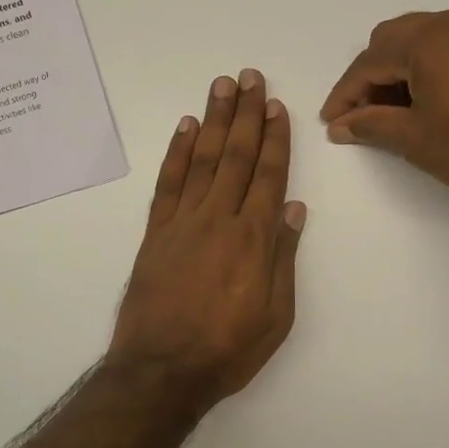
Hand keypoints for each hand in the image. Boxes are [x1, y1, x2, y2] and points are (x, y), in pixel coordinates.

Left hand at [108, 70, 305, 407]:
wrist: (162, 371)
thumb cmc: (228, 350)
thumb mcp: (276, 315)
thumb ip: (283, 258)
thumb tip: (293, 209)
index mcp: (254, 239)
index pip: (268, 176)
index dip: (274, 139)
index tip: (277, 107)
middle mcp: (218, 219)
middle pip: (236, 156)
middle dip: (246, 114)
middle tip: (250, 77)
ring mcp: (182, 223)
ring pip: (202, 160)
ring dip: (213, 120)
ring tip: (221, 86)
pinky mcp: (155, 233)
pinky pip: (168, 183)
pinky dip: (177, 153)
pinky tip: (186, 129)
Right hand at [320, 7, 448, 206]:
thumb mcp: (416, 140)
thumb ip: (371, 126)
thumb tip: (341, 125)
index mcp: (428, 38)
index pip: (369, 61)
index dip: (345, 94)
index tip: (332, 122)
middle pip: (393, 40)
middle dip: (371, 77)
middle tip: (363, 116)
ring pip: (422, 41)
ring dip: (400, 71)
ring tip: (394, 113)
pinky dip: (429, 68)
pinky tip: (429, 102)